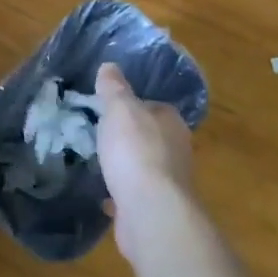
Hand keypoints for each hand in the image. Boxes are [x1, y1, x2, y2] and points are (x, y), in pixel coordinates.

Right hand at [94, 63, 198, 264]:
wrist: (150, 210)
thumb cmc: (135, 151)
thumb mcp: (119, 108)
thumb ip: (114, 87)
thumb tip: (110, 66)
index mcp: (171, 122)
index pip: (154, 106)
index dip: (133, 106)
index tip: (109, 110)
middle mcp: (177, 149)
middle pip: (151, 136)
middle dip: (129, 137)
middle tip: (100, 136)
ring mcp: (169, 182)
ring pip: (144, 166)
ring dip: (126, 166)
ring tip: (100, 164)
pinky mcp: (157, 208)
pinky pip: (136, 194)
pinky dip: (122, 193)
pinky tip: (105, 196)